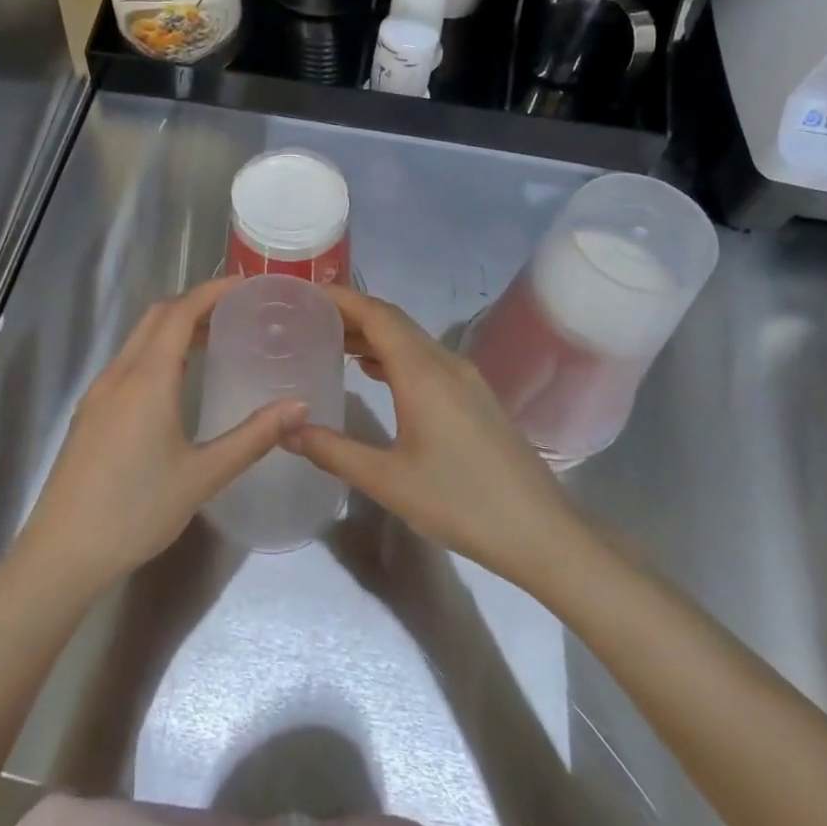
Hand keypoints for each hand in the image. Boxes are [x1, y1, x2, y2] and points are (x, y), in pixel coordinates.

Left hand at [13, 279, 305, 596]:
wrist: (61, 553)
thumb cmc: (136, 511)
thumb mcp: (202, 476)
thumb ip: (253, 437)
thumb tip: (299, 406)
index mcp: (146, 379)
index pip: (180, 313)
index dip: (212, 291)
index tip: (245, 284)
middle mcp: (118, 375)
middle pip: (156, 317)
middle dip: (195, 304)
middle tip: (236, 311)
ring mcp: (98, 394)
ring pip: (138, 340)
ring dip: (173, 328)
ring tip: (214, 340)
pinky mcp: (89, 414)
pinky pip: (127, 364)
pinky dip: (156, 352)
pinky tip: (176, 383)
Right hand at [283, 285, 571, 588]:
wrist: (541, 532)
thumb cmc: (460, 502)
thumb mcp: (387, 481)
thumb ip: (332, 450)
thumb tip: (285, 429)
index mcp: (422, 372)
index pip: (377, 315)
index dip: (342, 298)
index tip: (306, 293)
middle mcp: (445, 363)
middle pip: (394, 321)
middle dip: (352, 313)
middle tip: (309, 318)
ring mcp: (466, 378)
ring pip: (412, 340)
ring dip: (374, 335)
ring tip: (332, 342)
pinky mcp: (476, 397)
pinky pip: (426, 359)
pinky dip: (395, 355)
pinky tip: (374, 374)